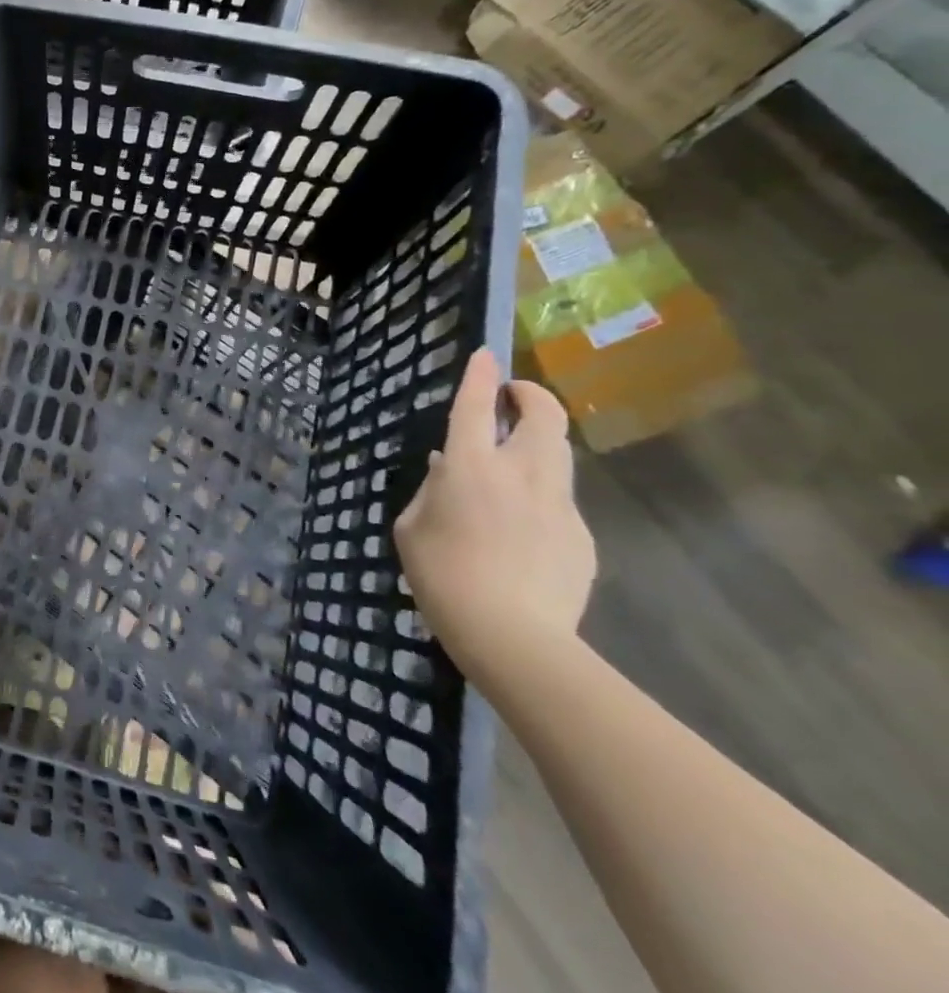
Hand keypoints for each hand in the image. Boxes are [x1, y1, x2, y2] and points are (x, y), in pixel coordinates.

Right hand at [394, 348, 595, 682]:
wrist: (513, 637)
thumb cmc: (442, 576)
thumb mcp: (412, 528)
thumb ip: (431, 491)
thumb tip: (448, 468)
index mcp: (471, 467)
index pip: (477, 406)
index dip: (481, 376)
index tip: (486, 355)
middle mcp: (521, 474)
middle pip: (543, 417)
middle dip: (533, 397)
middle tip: (515, 397)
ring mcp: (559, 505)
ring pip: (559, 455)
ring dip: (539, 442)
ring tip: (516, 458)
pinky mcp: (581, 536)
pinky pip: (559, 502)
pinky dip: (541, 498)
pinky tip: (522, 531)